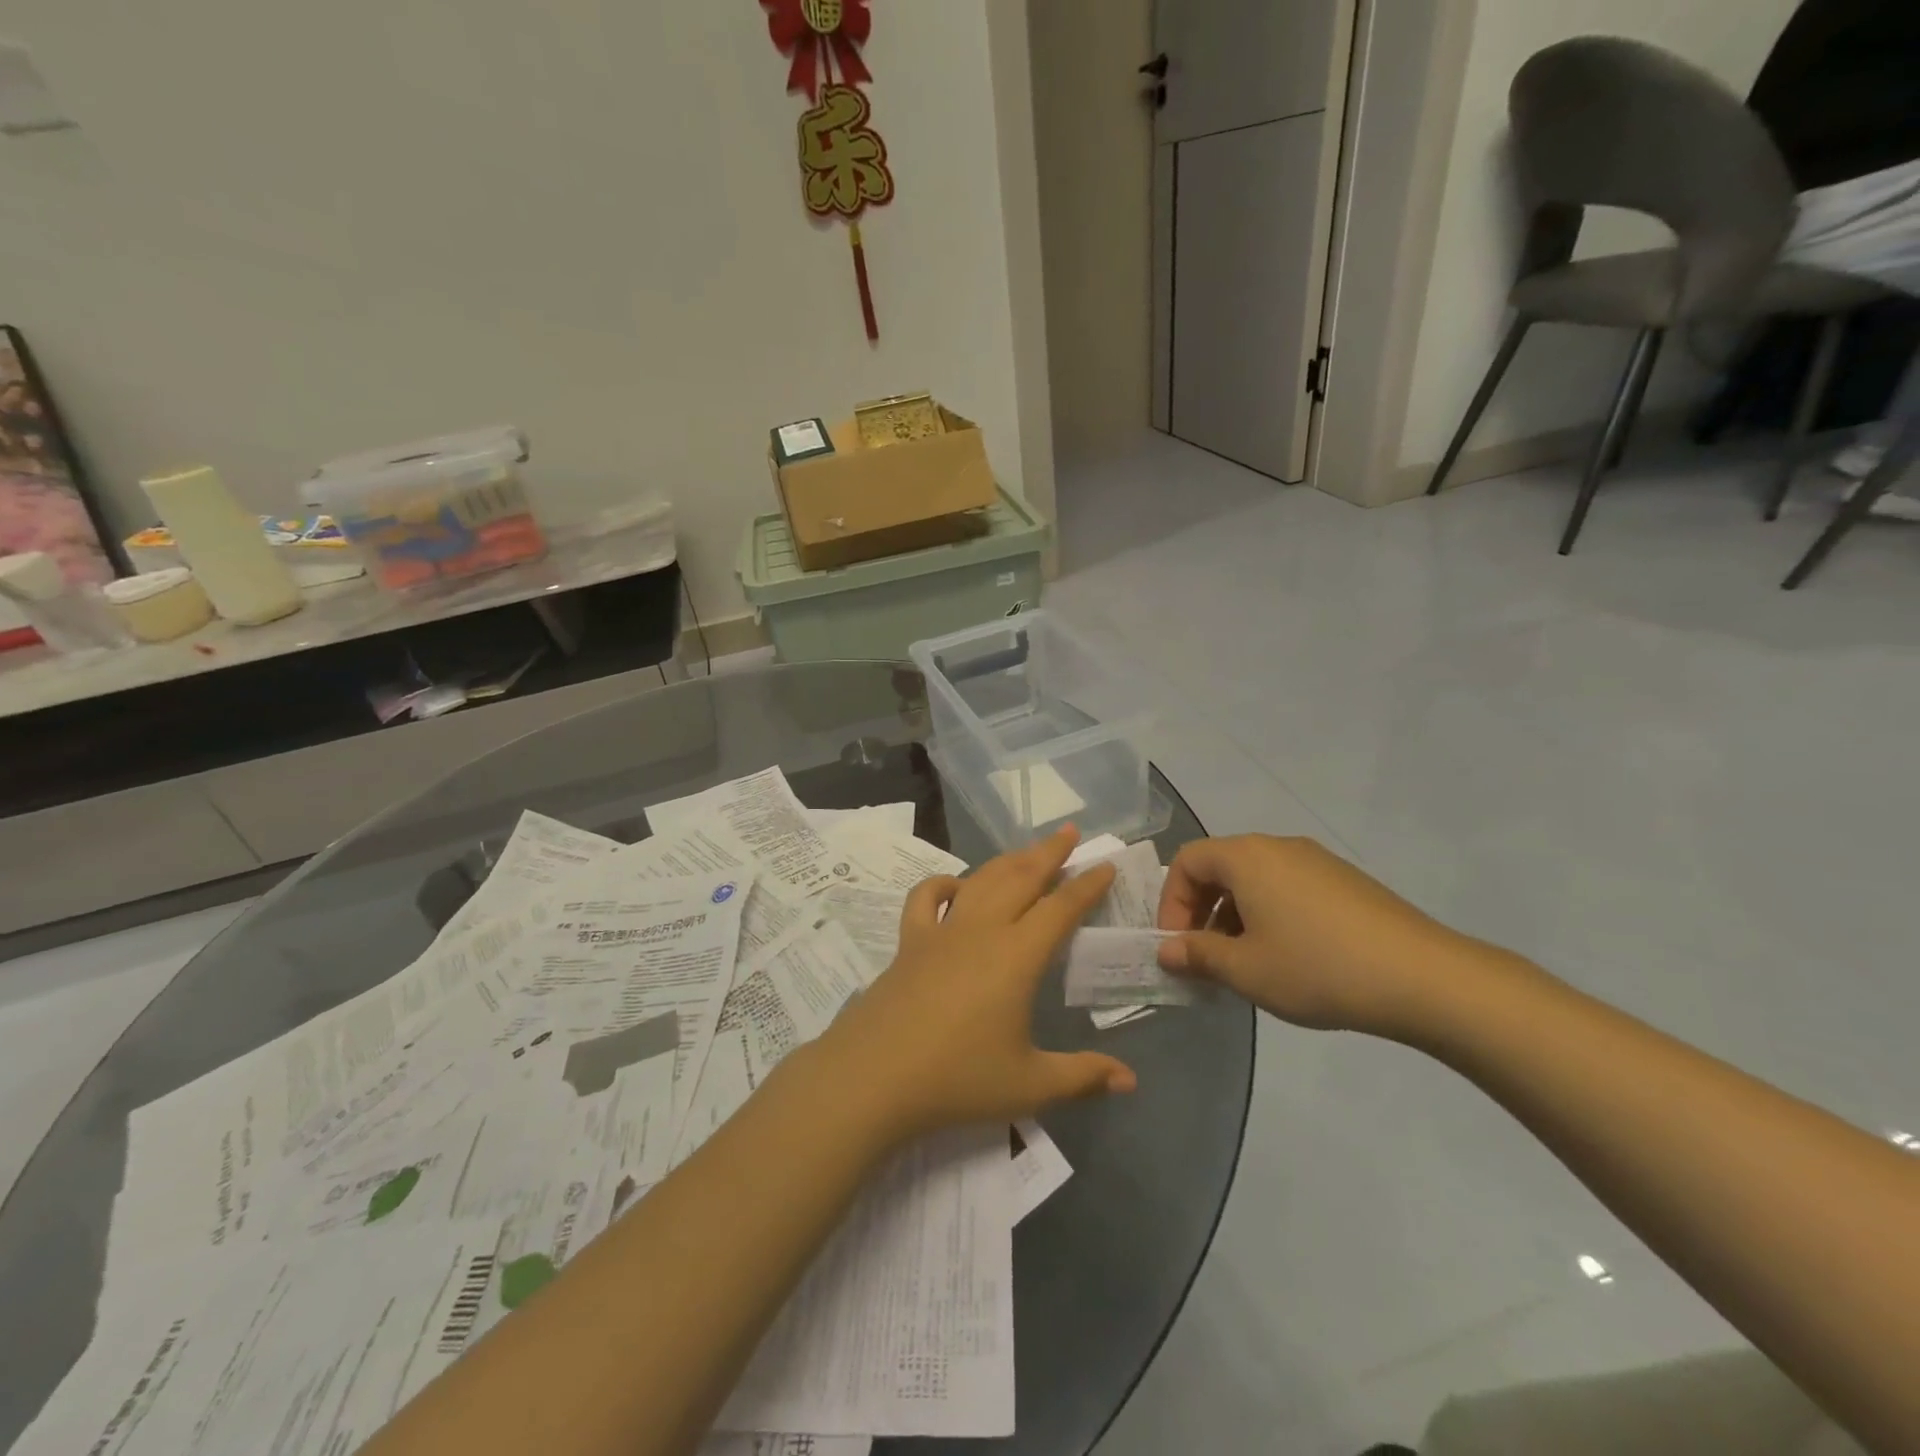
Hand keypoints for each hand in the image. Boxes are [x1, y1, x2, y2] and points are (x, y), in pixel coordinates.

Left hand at [815, 827, 1136, 1143]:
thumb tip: (1131, 1081)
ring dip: (1007, 861)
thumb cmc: (957, 1079)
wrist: (874, 1077)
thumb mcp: (1029, 1085)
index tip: (1106, 864)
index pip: (1061, 908)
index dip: (1086, 885)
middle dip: (1049, 852)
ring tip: (1026, 851)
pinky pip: (925, 898)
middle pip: (1021, 878)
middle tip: (1069, 831)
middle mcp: (982, 930)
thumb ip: (1083, 1078)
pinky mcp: (908, 941)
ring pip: (980, 880)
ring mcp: (941, 931)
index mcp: (1017, 956)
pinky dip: (942, 884)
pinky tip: (955, 887)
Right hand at [1155, 835, 1469, 1035]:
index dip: (1171, 902)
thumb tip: (1166, 951)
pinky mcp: (1345, 881)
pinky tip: (1288, 957)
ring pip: (1255, 880)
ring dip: (1235, 916)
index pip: (1187, 862)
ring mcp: (1316, 861)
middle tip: (1205, 957)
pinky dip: (1269, 914)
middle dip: (1202, 911)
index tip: (1177, 945)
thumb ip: (1198, 955)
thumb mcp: (1246, 970)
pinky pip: (1288, 888)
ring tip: (1246, 963)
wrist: (1424, 978)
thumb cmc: (1318, 968)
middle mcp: (1278, 847)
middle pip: (1220, 867)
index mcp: (1247, 857)